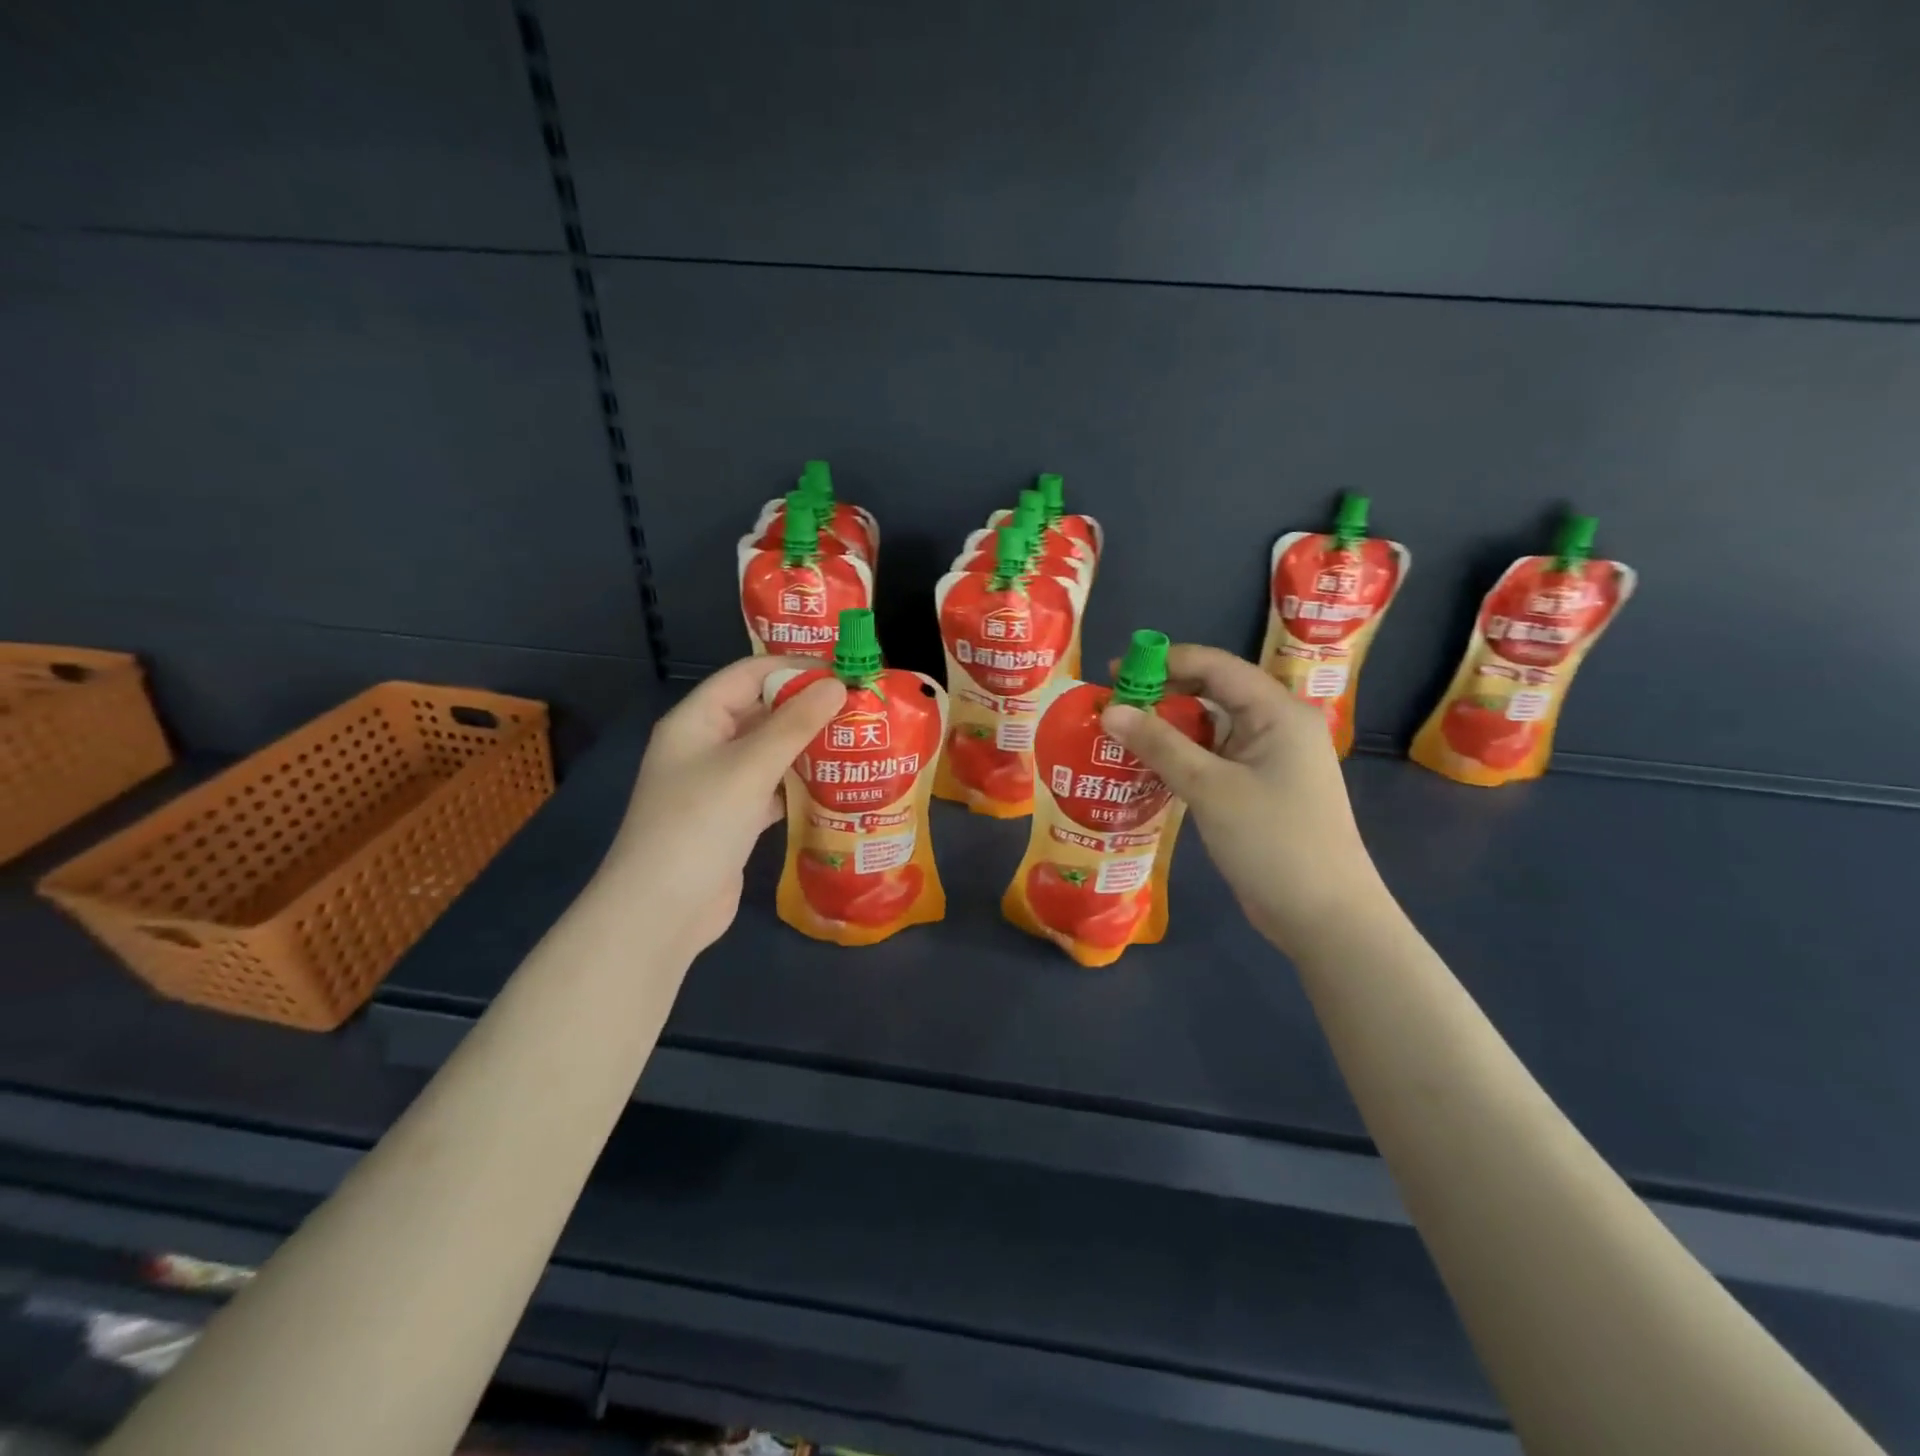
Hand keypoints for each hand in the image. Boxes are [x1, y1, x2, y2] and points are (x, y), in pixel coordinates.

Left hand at [609, 657, 845, 956]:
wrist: (662, 912)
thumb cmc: (700, 825)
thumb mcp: (749, 768)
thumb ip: (795, 724)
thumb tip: (837, 685)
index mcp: (697, 720)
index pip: (749, 674)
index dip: (795, 667)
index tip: (845, 671)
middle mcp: (706, 745)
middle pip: (761, 711)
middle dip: (808, 708)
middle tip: (861, 709)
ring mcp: (719, 784)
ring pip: (770, 751)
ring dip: (809, 747)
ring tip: (858, 742)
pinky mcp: (734, 818)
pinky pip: (772, 787)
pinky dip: (801, 784)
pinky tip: (837, 786)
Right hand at [1099, 644, 1384, 955]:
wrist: (1324, 916)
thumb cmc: (1272, 841)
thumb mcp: (1209, 787)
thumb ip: (1159, 744)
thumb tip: (1109, 711)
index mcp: (1277, 711)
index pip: (1216, 665)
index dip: (1164, 661)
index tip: (1115, 672)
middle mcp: (1278, 725)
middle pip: (1214, 692)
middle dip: (1163, 695)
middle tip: (1114, 708)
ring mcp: (1271, 758)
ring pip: (1212, 727)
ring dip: (1169, 729)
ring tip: (1122, 736)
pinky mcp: (1261, 787)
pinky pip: (1216, 757)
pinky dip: (1183, 757)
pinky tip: (1149, 768)